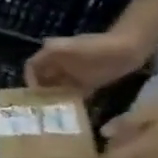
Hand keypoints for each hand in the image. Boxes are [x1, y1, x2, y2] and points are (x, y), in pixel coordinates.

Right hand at [26, 30, 152, 97]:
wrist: (129, 48)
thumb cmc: (96, 47)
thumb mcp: (68, 47)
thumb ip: (49, 55)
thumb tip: (30, 68)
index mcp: (51, 54)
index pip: (32, 67)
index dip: (29, 79)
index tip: (32, 94)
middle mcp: (60, 64)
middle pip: (43, 79)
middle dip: (40, 91)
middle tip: (40, 106)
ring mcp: (74, 73)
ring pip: (57, 87)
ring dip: (54, 97)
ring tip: (53, 110)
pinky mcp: (89, 82)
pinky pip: (74, 93)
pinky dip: (71, 100)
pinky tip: (71, 109)